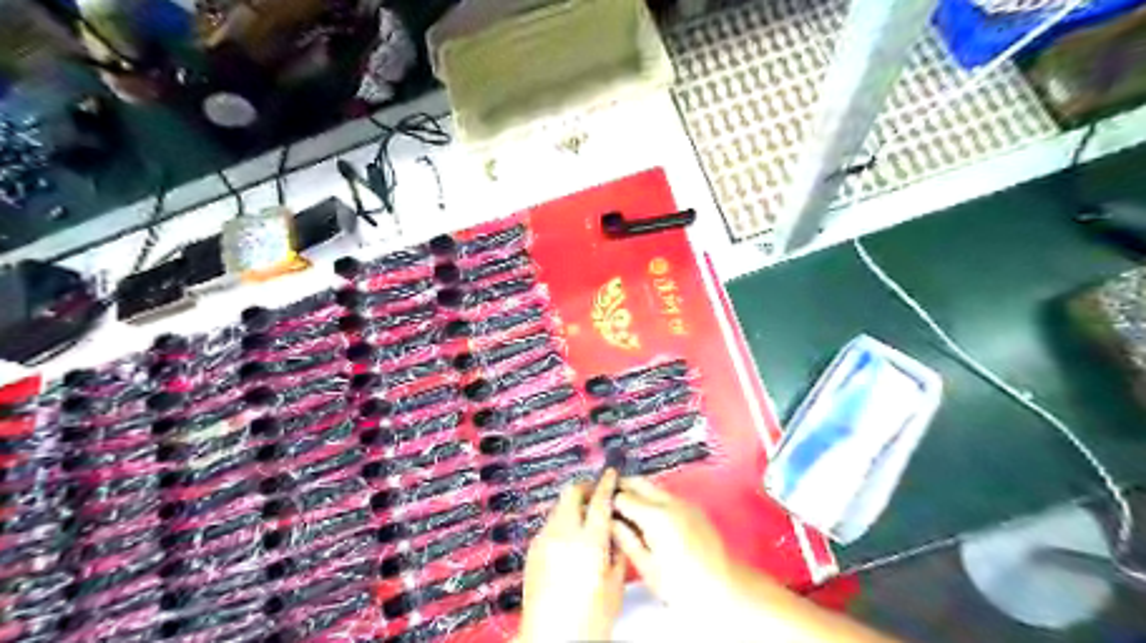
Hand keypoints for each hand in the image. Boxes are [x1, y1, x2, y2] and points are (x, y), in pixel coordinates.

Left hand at [517, 468, 624, 642]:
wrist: (551, 639)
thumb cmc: (590, 618)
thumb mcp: (614, 586)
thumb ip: (615, 552)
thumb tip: (613, 531)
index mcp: (589, 542)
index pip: (600, 501)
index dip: (606, 483)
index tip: (611, 473)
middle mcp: (564, 533)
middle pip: (572, 493)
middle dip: (586, 487)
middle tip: (597, 494)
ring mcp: (544, 540)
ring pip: (559, 507)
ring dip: (574, 505)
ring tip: (585, 518)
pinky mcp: (533, 550)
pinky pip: (550, 524)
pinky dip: (562, 521)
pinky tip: (570, 538)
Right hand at [609, 479, 734, 610]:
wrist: (724, 590)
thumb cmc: (682, 587)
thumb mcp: (647, 567)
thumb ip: (626, 539)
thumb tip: (608, 522)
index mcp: (656, 517)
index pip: (622, 496)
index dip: (606, 499)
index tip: (593, 503)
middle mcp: (670, 502)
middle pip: (638, 482)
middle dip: (620, 486)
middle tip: (604, 497)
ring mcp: (684, 502)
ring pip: (652, 487)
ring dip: (636, 492)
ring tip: (622, 509)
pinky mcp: (692, 508)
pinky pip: (665, 496)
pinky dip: (651, 499)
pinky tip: (645, 517)